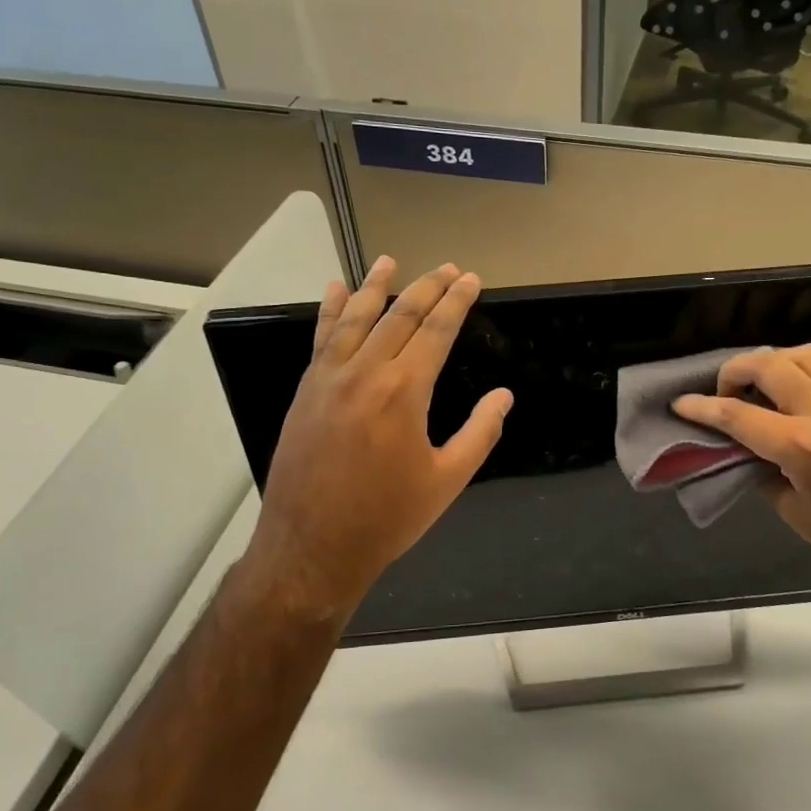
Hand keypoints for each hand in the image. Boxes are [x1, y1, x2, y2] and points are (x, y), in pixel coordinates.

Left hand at [249, 257, 511, 618]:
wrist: (312, 548)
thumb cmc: (387, 518)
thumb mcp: (447, 480)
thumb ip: (479, 433)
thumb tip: (504, 396)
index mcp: (404, 391)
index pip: (436, 330)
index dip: (457, 302)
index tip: (471, 279)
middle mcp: (365, 372)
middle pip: (401, 315)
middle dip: (428, 287)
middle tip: (448, 268)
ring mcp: (329, 378)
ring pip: (357, 319)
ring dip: (376, 286)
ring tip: (390, 262)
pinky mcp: (306, 391)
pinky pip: (321, 339)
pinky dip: (331, 311)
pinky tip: (336, 291)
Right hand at [673, 345, 810, 596]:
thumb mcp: (796, 514)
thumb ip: (764, 474)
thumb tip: (745, 451)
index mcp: (801, 447)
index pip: (736, 414)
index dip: (701, 406)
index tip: (681, 403)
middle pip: (767, 366)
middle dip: (734, 371)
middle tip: (726, 393)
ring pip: (805, 353)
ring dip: (775, 362)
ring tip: (766, 384)